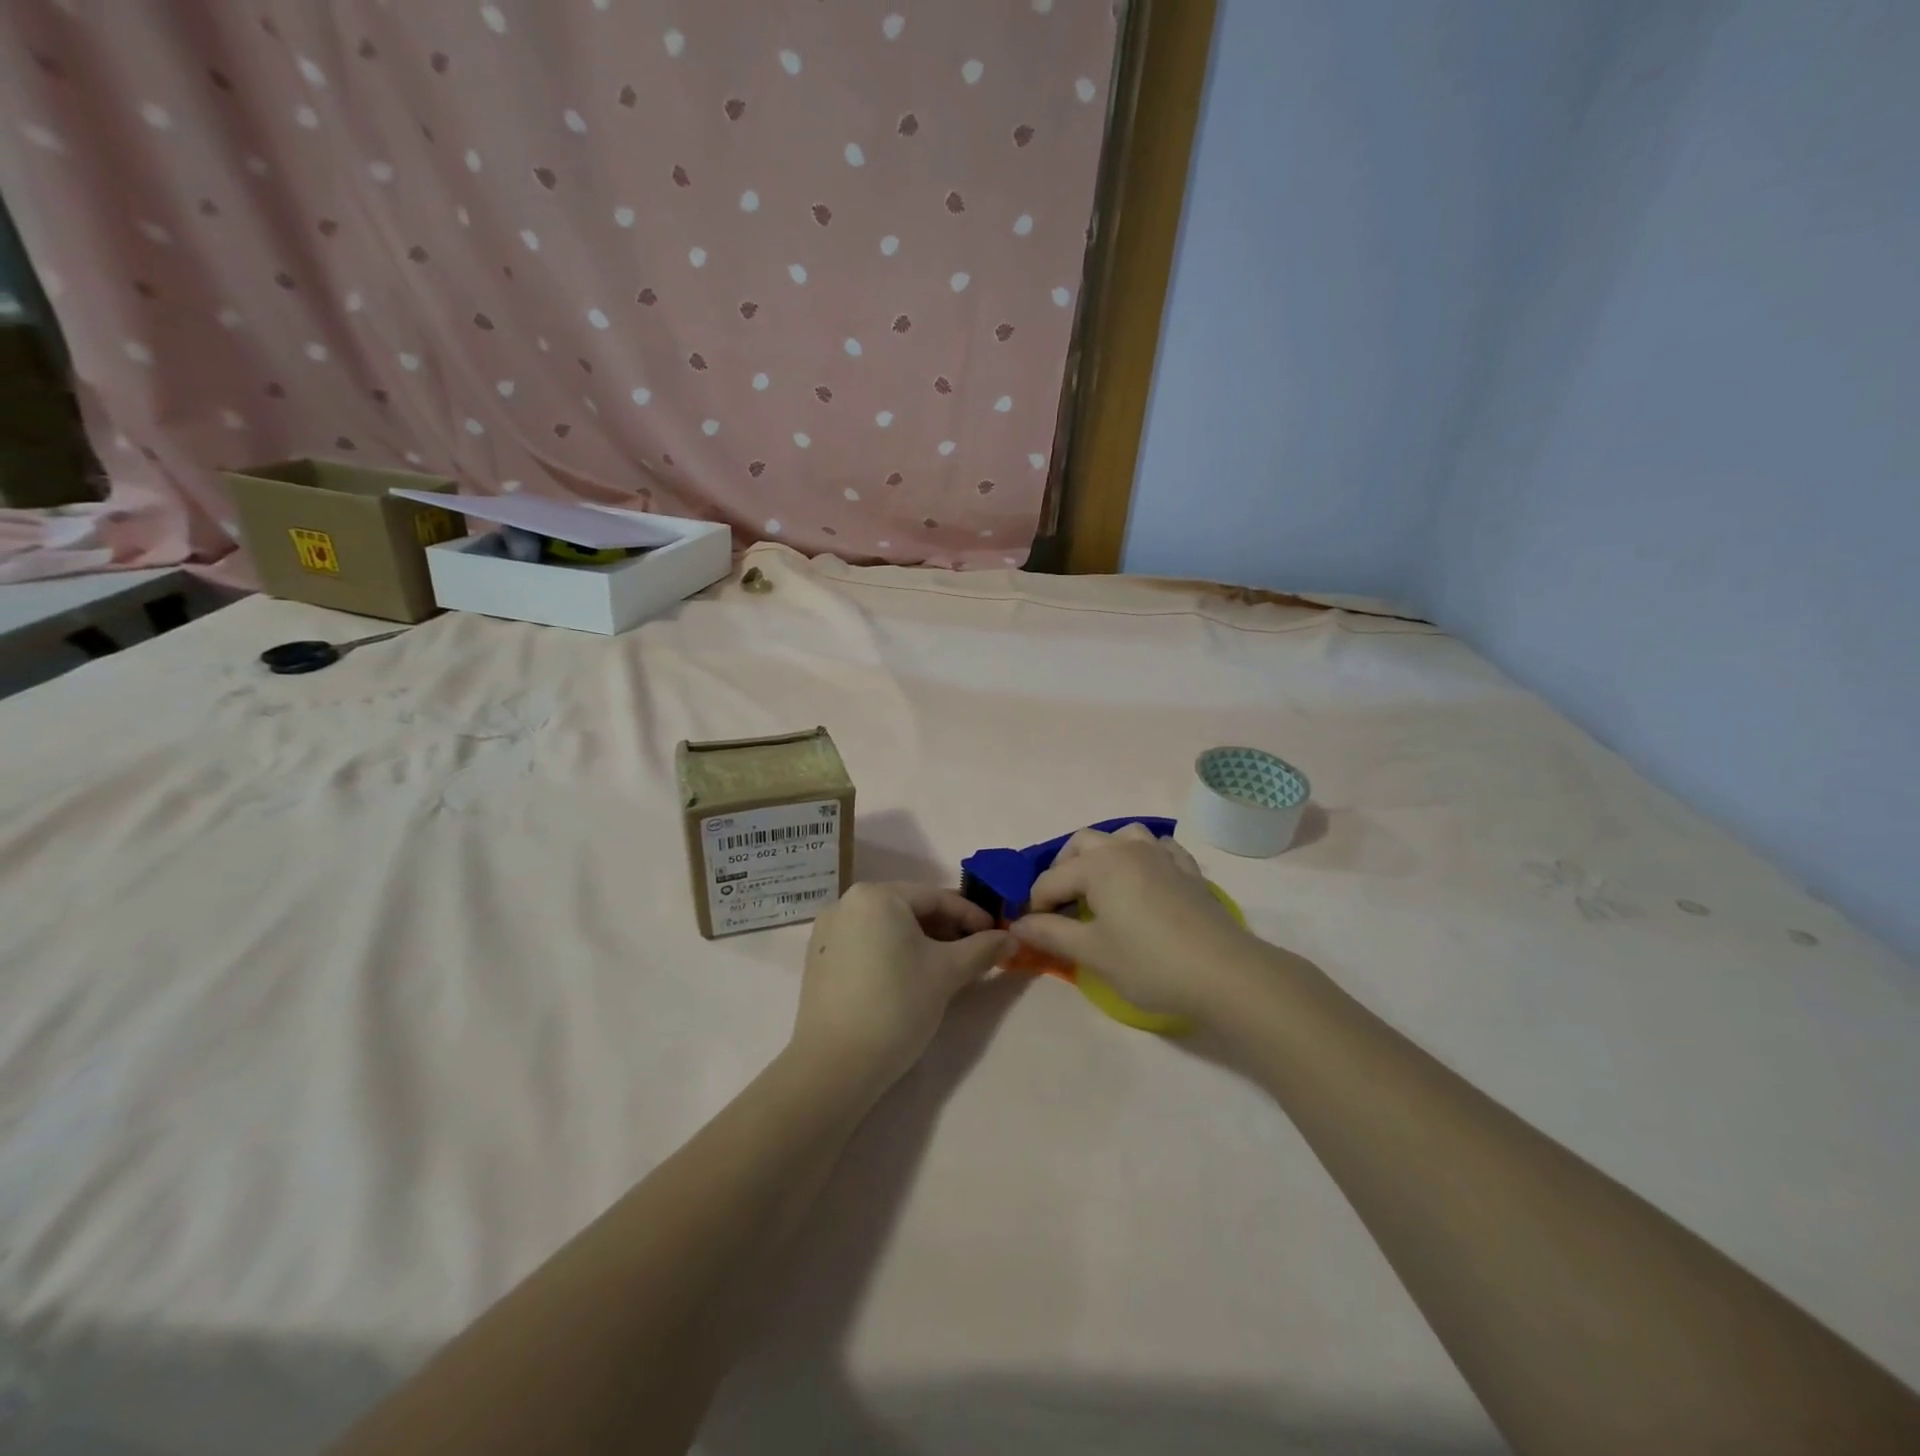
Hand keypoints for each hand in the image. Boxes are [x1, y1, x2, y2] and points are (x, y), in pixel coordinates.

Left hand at [791, 883, 1012, 1094]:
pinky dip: (894, 953)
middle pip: (910, 909)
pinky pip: (867, 944)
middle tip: (976, 953)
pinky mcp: (820, 959)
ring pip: (888, 927)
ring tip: (949, 968)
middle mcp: (847, 902)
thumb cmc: (897, 1005)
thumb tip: (1012, 938)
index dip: (972, 916)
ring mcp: (829, 931)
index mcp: (876, 895)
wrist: (835, 1065)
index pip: (936, 897)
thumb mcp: (948, 973)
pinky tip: (912, 977)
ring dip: (922, 942)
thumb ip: (983, 949)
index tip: (997, 935)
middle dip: (947, 929)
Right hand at [1010, 826, 1258, 1024]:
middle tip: (1059, 904)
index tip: (1031, 931)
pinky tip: (1145, 878)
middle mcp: (1127, 849)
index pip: (1051, 879)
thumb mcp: (1093, 953)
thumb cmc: (1150, 963)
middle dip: (1063, 868)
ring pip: (1123, 836)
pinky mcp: (1188, 870)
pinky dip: (1144, 856)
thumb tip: (1019, 923)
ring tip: (1099, 884)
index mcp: (1098, 865)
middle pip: (1083, 843)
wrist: (1225, 973)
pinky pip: (1160, 848)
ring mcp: (1161, 856)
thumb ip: (1050, 933)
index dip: (1035, 905)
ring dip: (1104, 853)